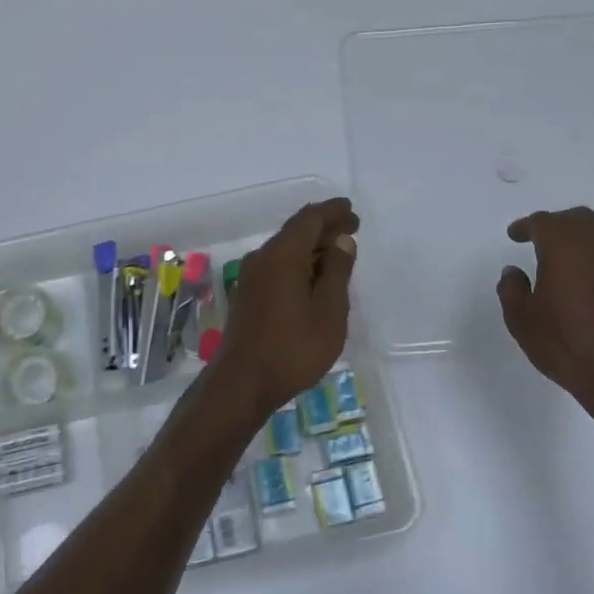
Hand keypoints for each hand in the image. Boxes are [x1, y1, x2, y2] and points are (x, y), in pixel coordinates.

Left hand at [214, 198, 358, 417]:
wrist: (242, 383)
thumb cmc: (293, 347)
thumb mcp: (329, 310)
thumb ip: (337, 272)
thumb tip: (341, 241)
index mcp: (282, 255)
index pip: (309, 220)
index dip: (332, 212)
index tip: (351, 210)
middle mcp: (262, 258)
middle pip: (295, 232)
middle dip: (323, 227)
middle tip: (350, 228)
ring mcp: (250, 278)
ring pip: (284, 250)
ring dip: (311, 247)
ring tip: (337, 253)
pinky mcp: (247, 296)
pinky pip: (276, 267)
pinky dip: (298, 263)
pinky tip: (312, 278)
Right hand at [497, 207, 593, 443]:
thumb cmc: (565, 344)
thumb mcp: (522, 320)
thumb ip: (512, 290)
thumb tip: (514, 272)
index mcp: (564, 250)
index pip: (544, 223)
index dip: (526, 226)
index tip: (514, 235)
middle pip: (577, 219)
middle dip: (555, 223)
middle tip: (537, 237)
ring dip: (577, 235)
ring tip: (558, 254)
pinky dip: (591, 253)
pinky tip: (579, 275)